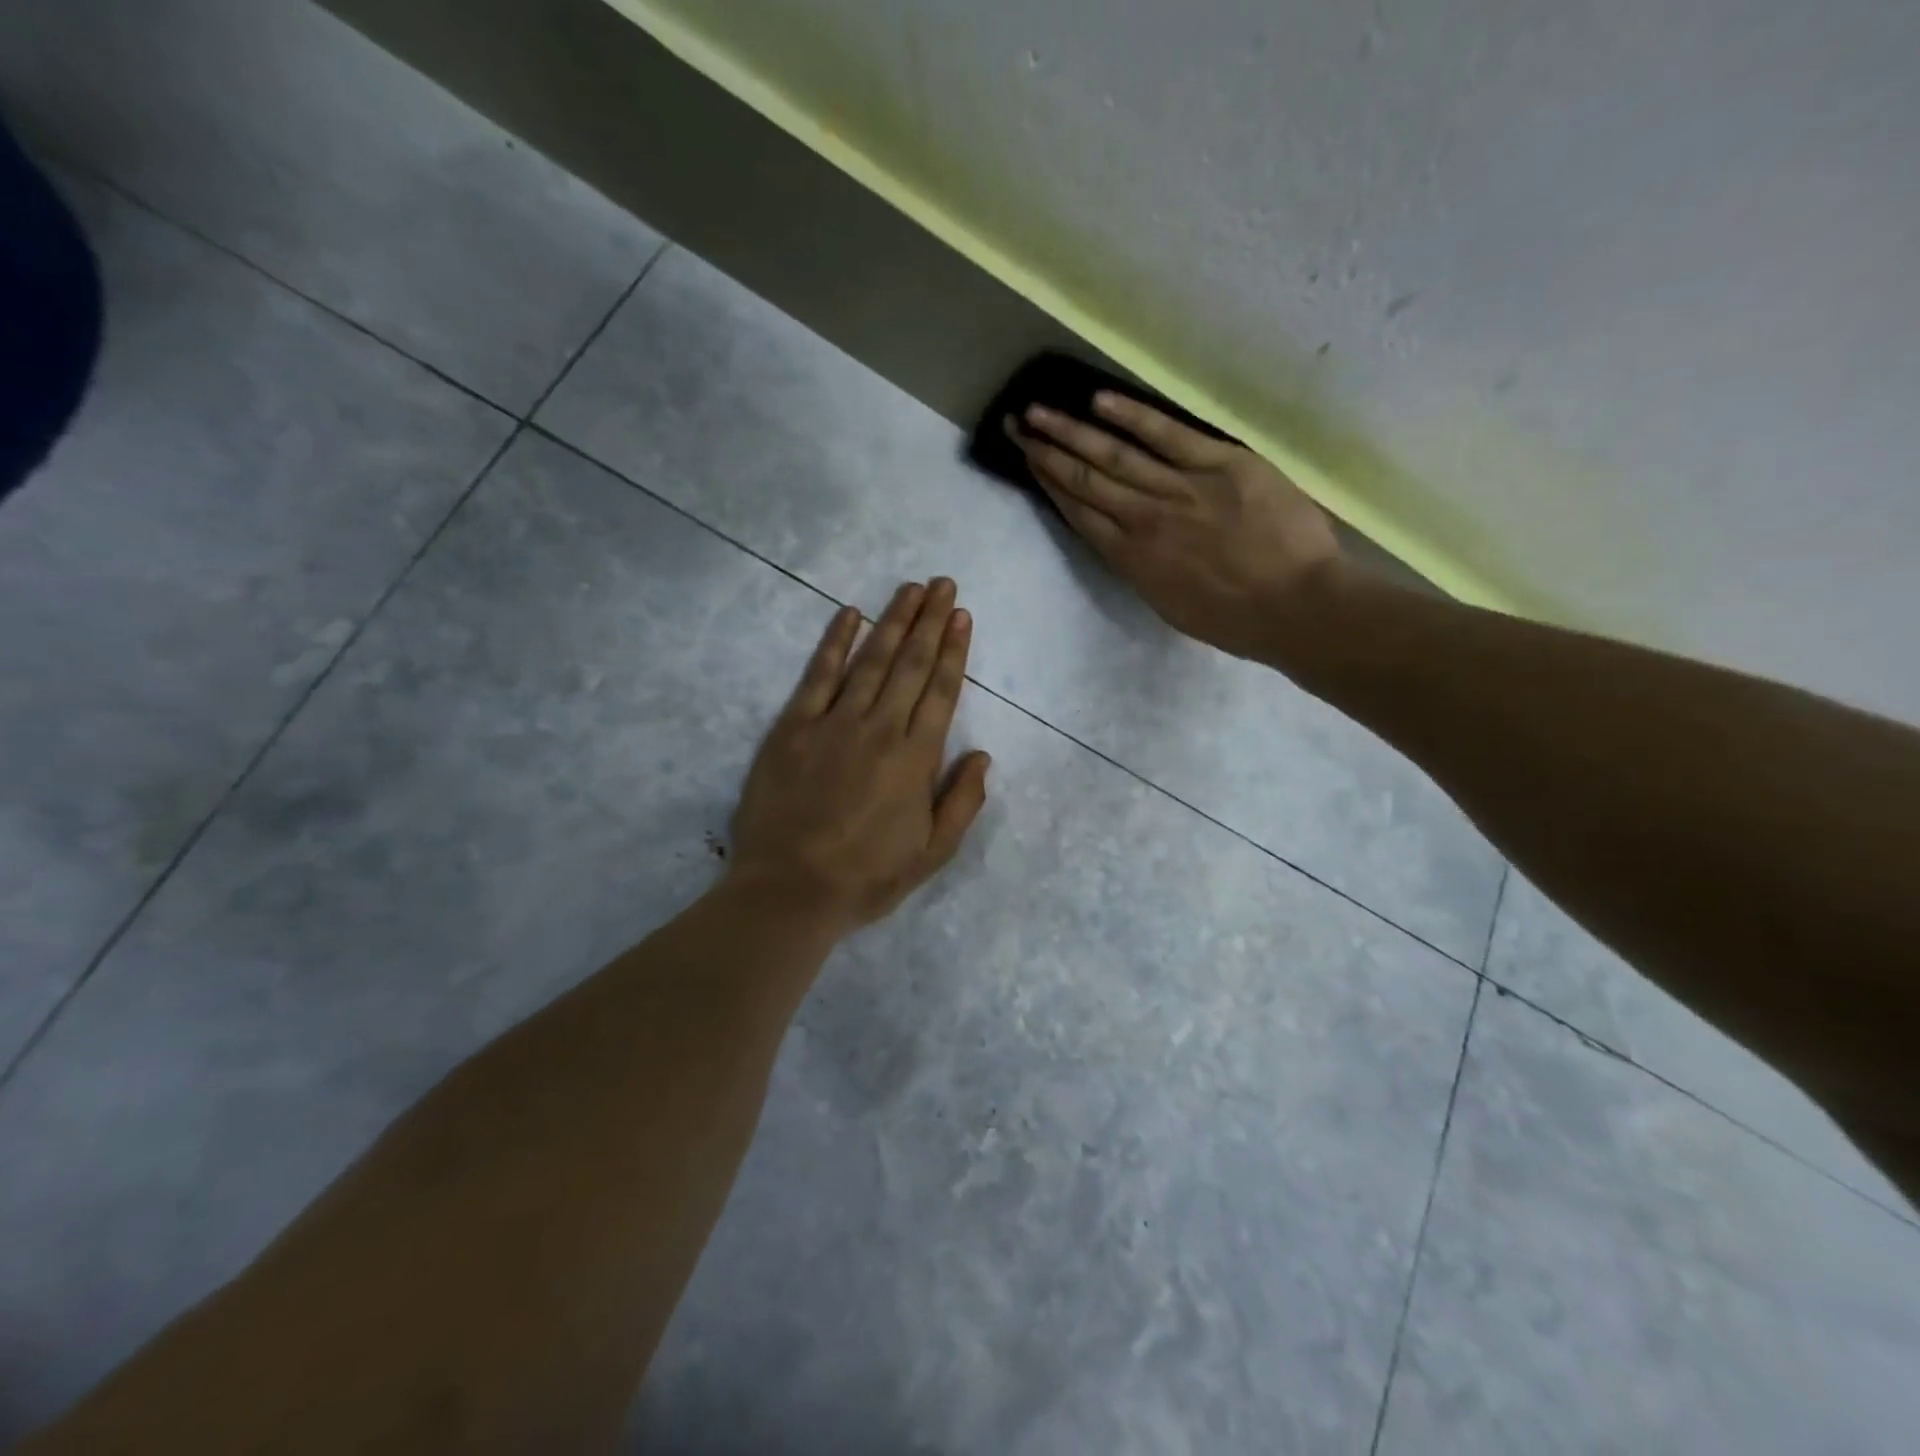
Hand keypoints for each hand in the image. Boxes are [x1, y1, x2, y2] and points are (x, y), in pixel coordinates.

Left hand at [729, 579, 991, 931]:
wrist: (789, 891)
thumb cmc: (866, 877)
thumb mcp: (933, 854)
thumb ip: (963, 802)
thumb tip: (983, 755)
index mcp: (916, 759)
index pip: (940, 691)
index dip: (953, 650)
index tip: (961, 616)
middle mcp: (880, 729)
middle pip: (909, 664)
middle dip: (929, 621)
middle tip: (942, 584)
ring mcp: (834, 723)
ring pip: (870, 660)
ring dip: (892, 620)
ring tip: (909, 588)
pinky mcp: (793, 727)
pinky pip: (818, 675)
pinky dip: (835, 642)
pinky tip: (848, 614)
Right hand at [1008, 393, 1343, 659]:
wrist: (1297, 606)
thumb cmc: (1237, 619)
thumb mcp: (1170, 606)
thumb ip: (1141, 570)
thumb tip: (1122, 541)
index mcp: (1132, 560)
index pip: (1080, 514)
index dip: (1050, 485)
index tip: (1028, 463)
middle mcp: (1143, 519)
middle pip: (1085, 479)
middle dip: (1046, 452)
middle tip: (1016, 425)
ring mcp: (1179, 488)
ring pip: (1113, 454)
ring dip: (1071, 431)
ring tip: (1038, 411)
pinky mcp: (1218, 462)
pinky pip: (1165, 434)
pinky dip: (1130, 416)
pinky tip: (1098, 401)